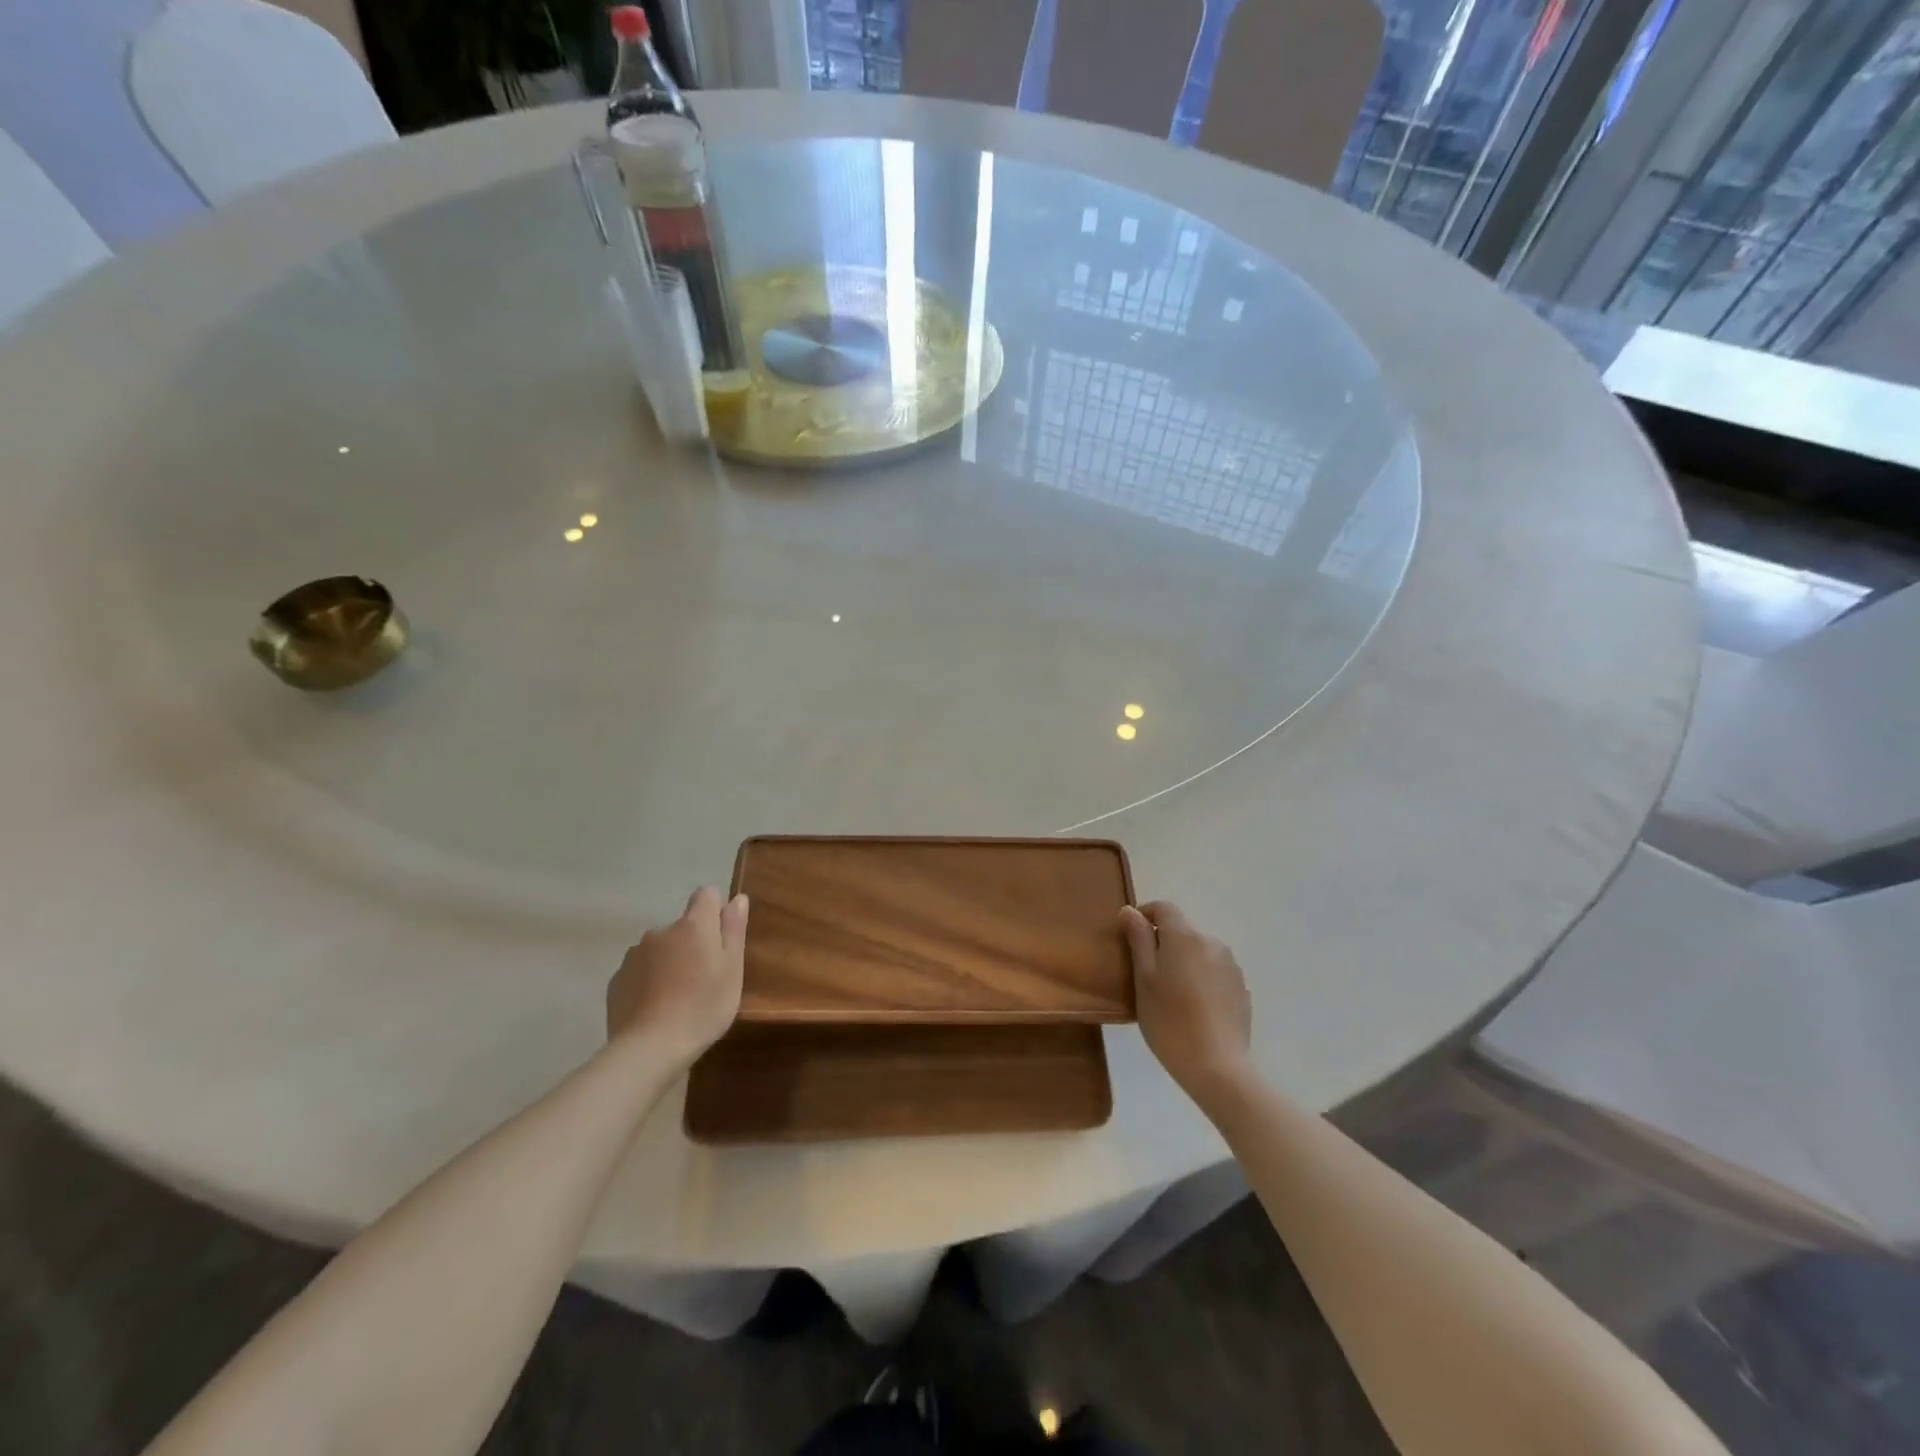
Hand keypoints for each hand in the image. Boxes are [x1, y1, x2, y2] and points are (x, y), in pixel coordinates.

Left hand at [607, 887, 747, 1068]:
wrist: (650, 1049)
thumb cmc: (703, 1006)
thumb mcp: (732, 968)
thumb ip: (734, 929)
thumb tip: (737, 898)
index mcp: (693, 925)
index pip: (706, 895)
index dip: (715, 912)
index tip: (720, 941)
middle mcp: (660, 931)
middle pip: (682, 927)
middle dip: (692, 943)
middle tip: (703, 979)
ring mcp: (634, 955)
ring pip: (659, 949)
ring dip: (669, 962)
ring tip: (677, 997)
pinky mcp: (617, 981)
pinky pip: (639, 972)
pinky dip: (648, 982)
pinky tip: (655, 1009)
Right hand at [1120, 900, 1251, 1103]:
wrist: (1218, 1068)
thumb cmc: (1170, 1021)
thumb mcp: (1144, 980)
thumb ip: (1139, 941)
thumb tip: (1130, 911)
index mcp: (1185, 937)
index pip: (1164, 908)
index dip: (1145, 914)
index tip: (1130, 934)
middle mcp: (1212, 942)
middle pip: (1182, 931)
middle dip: (1163, 944)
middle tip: (1146, 975)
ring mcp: (1231, 966)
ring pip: (1199, 953)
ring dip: (1184, 962)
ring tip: (1171, 995)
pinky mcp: (1241, 989)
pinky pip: (1214, 973)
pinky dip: (1201, 980)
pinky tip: (1194, 1009)